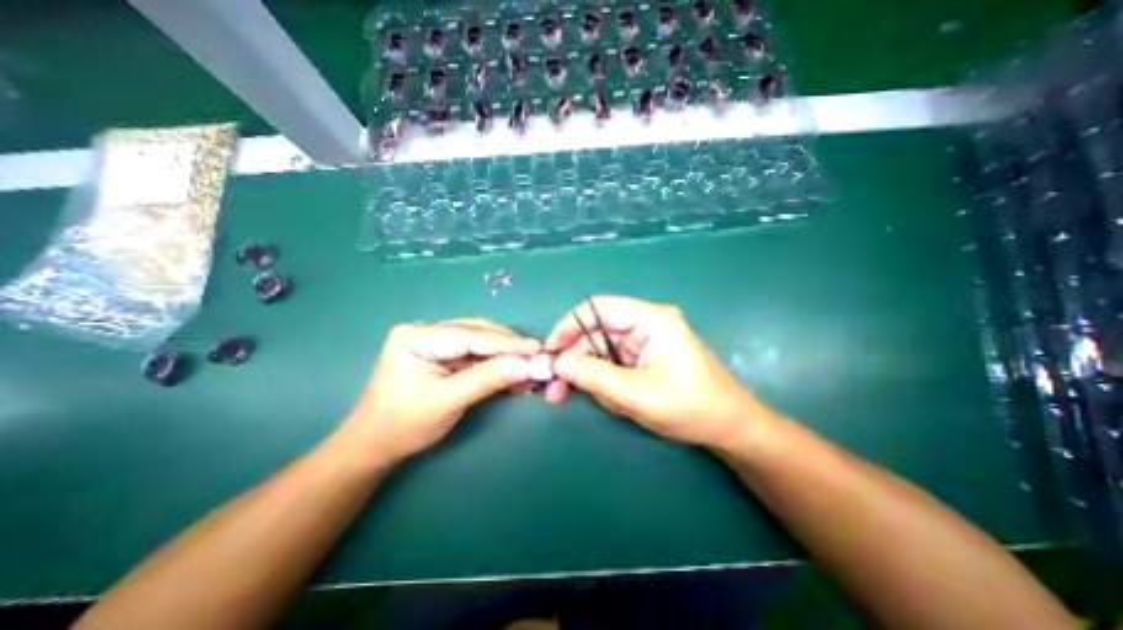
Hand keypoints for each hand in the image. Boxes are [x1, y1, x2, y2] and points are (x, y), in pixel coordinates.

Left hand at [344, 321, 540, 461]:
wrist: (373, 446)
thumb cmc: (402, 425)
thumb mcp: (447, 401)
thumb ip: (487, 379)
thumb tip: (527, 366)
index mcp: (417, 336)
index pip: (472, 335)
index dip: (508, 343)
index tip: (538, 349)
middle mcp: (427, 331)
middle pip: (479, 334)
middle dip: (509, 348)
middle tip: (538, 360)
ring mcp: (435, 341)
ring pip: (481, 343)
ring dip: (506, 357)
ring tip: (529, 370)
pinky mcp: (444, 355)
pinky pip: (477, 355)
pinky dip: (497, 365)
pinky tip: (514, 374)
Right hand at [542, 295, 773, 450]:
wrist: (730, 428)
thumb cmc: (690, 407)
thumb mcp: (635, 394)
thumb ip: (593, 375)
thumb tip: (558, 362)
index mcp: (650, 319)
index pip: (597, 308)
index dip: (568, 327)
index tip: (549, 353)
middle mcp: (645, 323)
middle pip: (596, 333)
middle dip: (576, 362)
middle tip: (556, 391)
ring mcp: (645, 341)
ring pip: (602, 352)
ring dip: (594, 378)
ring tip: (607, 404)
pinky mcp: (645, 357)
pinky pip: (613, 364)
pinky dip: (607, 384)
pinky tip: (617, 403)